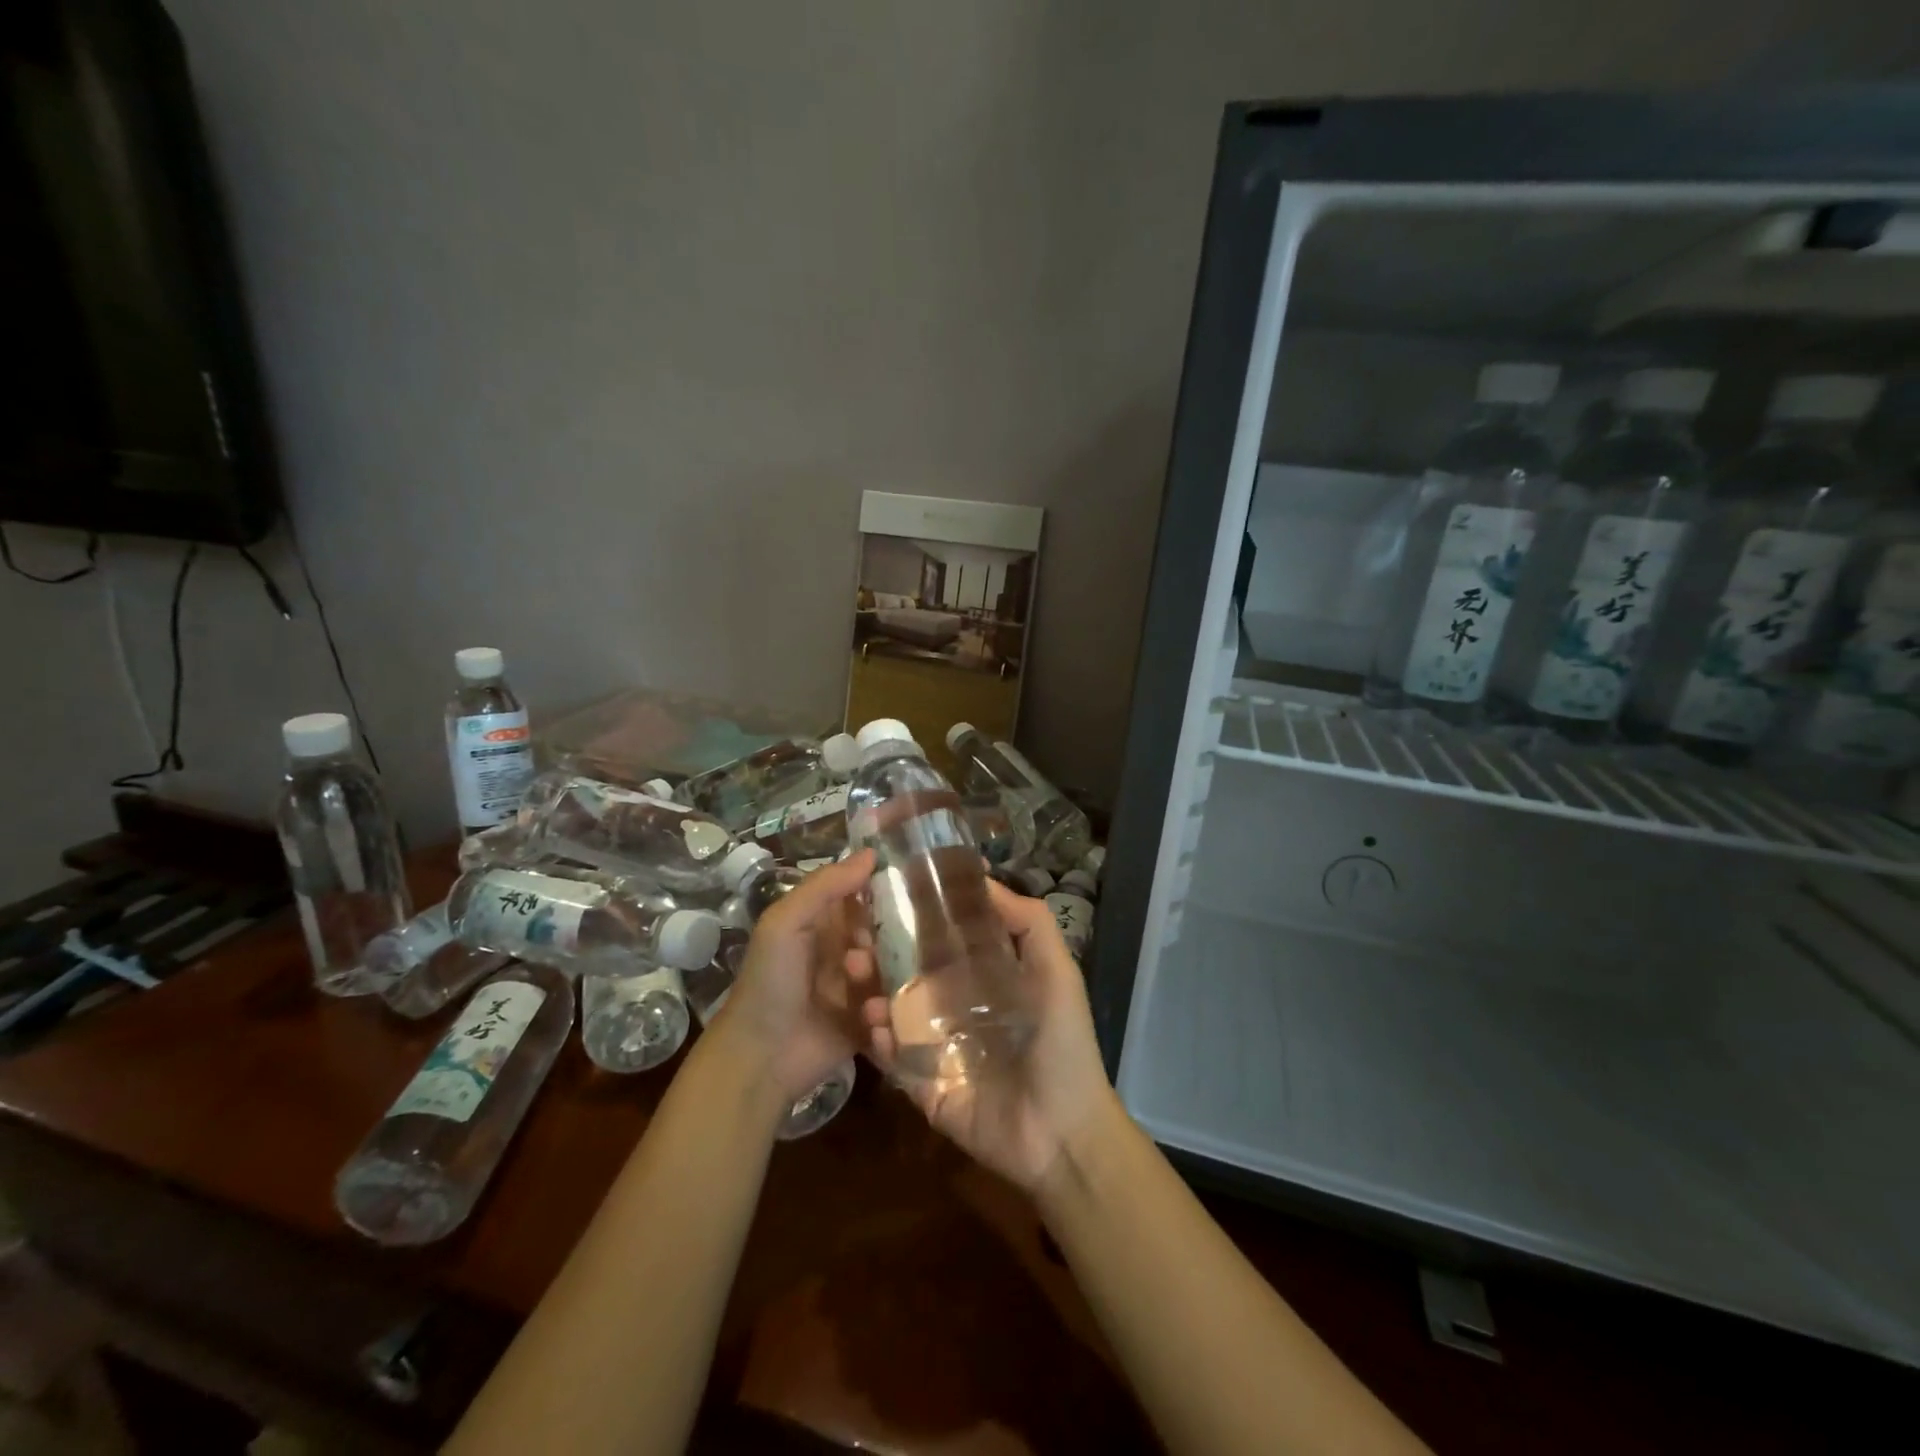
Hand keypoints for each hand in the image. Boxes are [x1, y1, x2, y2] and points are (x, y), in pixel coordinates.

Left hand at [712, 850, 875, 1104]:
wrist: (758, 1057)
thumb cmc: (770, 981)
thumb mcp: (786, 922)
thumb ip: (825, 885)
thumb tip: (871, 852)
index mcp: (826, 923)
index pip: (867, 897)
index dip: (884, 895)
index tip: (901, 898)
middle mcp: (846, 952)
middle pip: (889, 937)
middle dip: (887, 949)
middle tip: (860, 964)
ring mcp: (859, 991)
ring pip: (896, 977)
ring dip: (887, 989)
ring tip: (867, 1006)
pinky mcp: (868, 1026)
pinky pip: (895, 1016)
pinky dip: (890, 1023)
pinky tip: (874, 1027)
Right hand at [857, 878, 1115, 1191]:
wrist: (1063, 1133)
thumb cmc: (1063, 1046)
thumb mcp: (1057, 974)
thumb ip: (1030, 924)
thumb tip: (984, 879)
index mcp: (985, 980)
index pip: (944, 941)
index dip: (918, 918)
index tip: (889, 891)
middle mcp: (956, 1009)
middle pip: (911, 974)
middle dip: (882, 952)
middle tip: (858, 934)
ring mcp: (937, 1049)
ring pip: (894, 1013)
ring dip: (871, 991)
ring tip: (856, 971)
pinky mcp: (924, 1086)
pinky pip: (894, 1060)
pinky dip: (879, 1042)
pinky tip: (873, 1024)